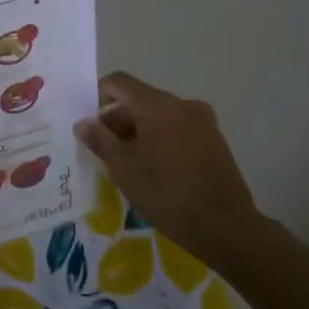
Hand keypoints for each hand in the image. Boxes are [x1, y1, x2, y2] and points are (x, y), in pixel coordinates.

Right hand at [73, 72, 267, 255]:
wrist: (225, 226)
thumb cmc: (166, 193)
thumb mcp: (124, 168)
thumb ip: (100, 139)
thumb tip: (83, 123)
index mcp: (158, 105)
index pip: (119, 82)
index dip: (97, 96)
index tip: (88, 123)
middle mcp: (182, 104)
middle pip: (140, 99)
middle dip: (117, 120)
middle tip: (104, 150)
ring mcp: (203, 121)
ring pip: (159, 116)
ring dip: (138, 131)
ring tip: (128, 163)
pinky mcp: (214, 140)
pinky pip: (177, 129)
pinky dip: (160, 139)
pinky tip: (154, 169)